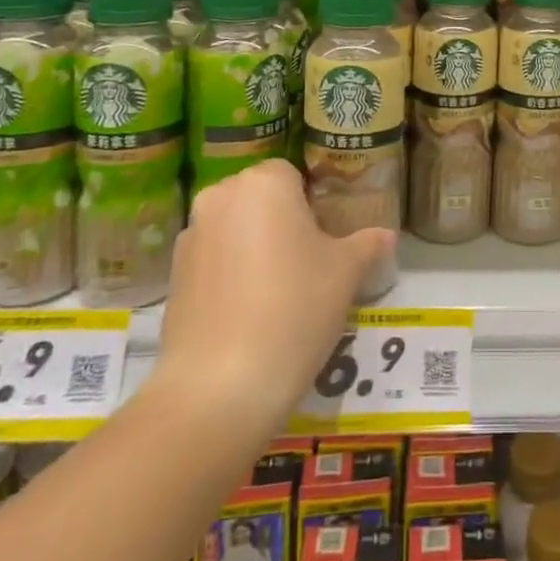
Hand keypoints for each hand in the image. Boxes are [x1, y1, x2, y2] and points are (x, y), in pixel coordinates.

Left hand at [153, 161, 394, 431]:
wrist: (220, 386)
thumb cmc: (295, 308)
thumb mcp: (346, 273)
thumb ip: (367, 244)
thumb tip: (386, 235)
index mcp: (264, 183)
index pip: (292, 174)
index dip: (312, 203)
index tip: (327, 237)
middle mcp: (220, 198)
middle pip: (260, 198)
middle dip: (282, 221)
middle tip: (308, 262)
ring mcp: (190, 237)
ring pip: (234, 229)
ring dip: (254, 247)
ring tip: (278, 293)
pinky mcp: (173, 277)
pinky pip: (213, 261)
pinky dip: (230, 275)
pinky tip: (249, 313)